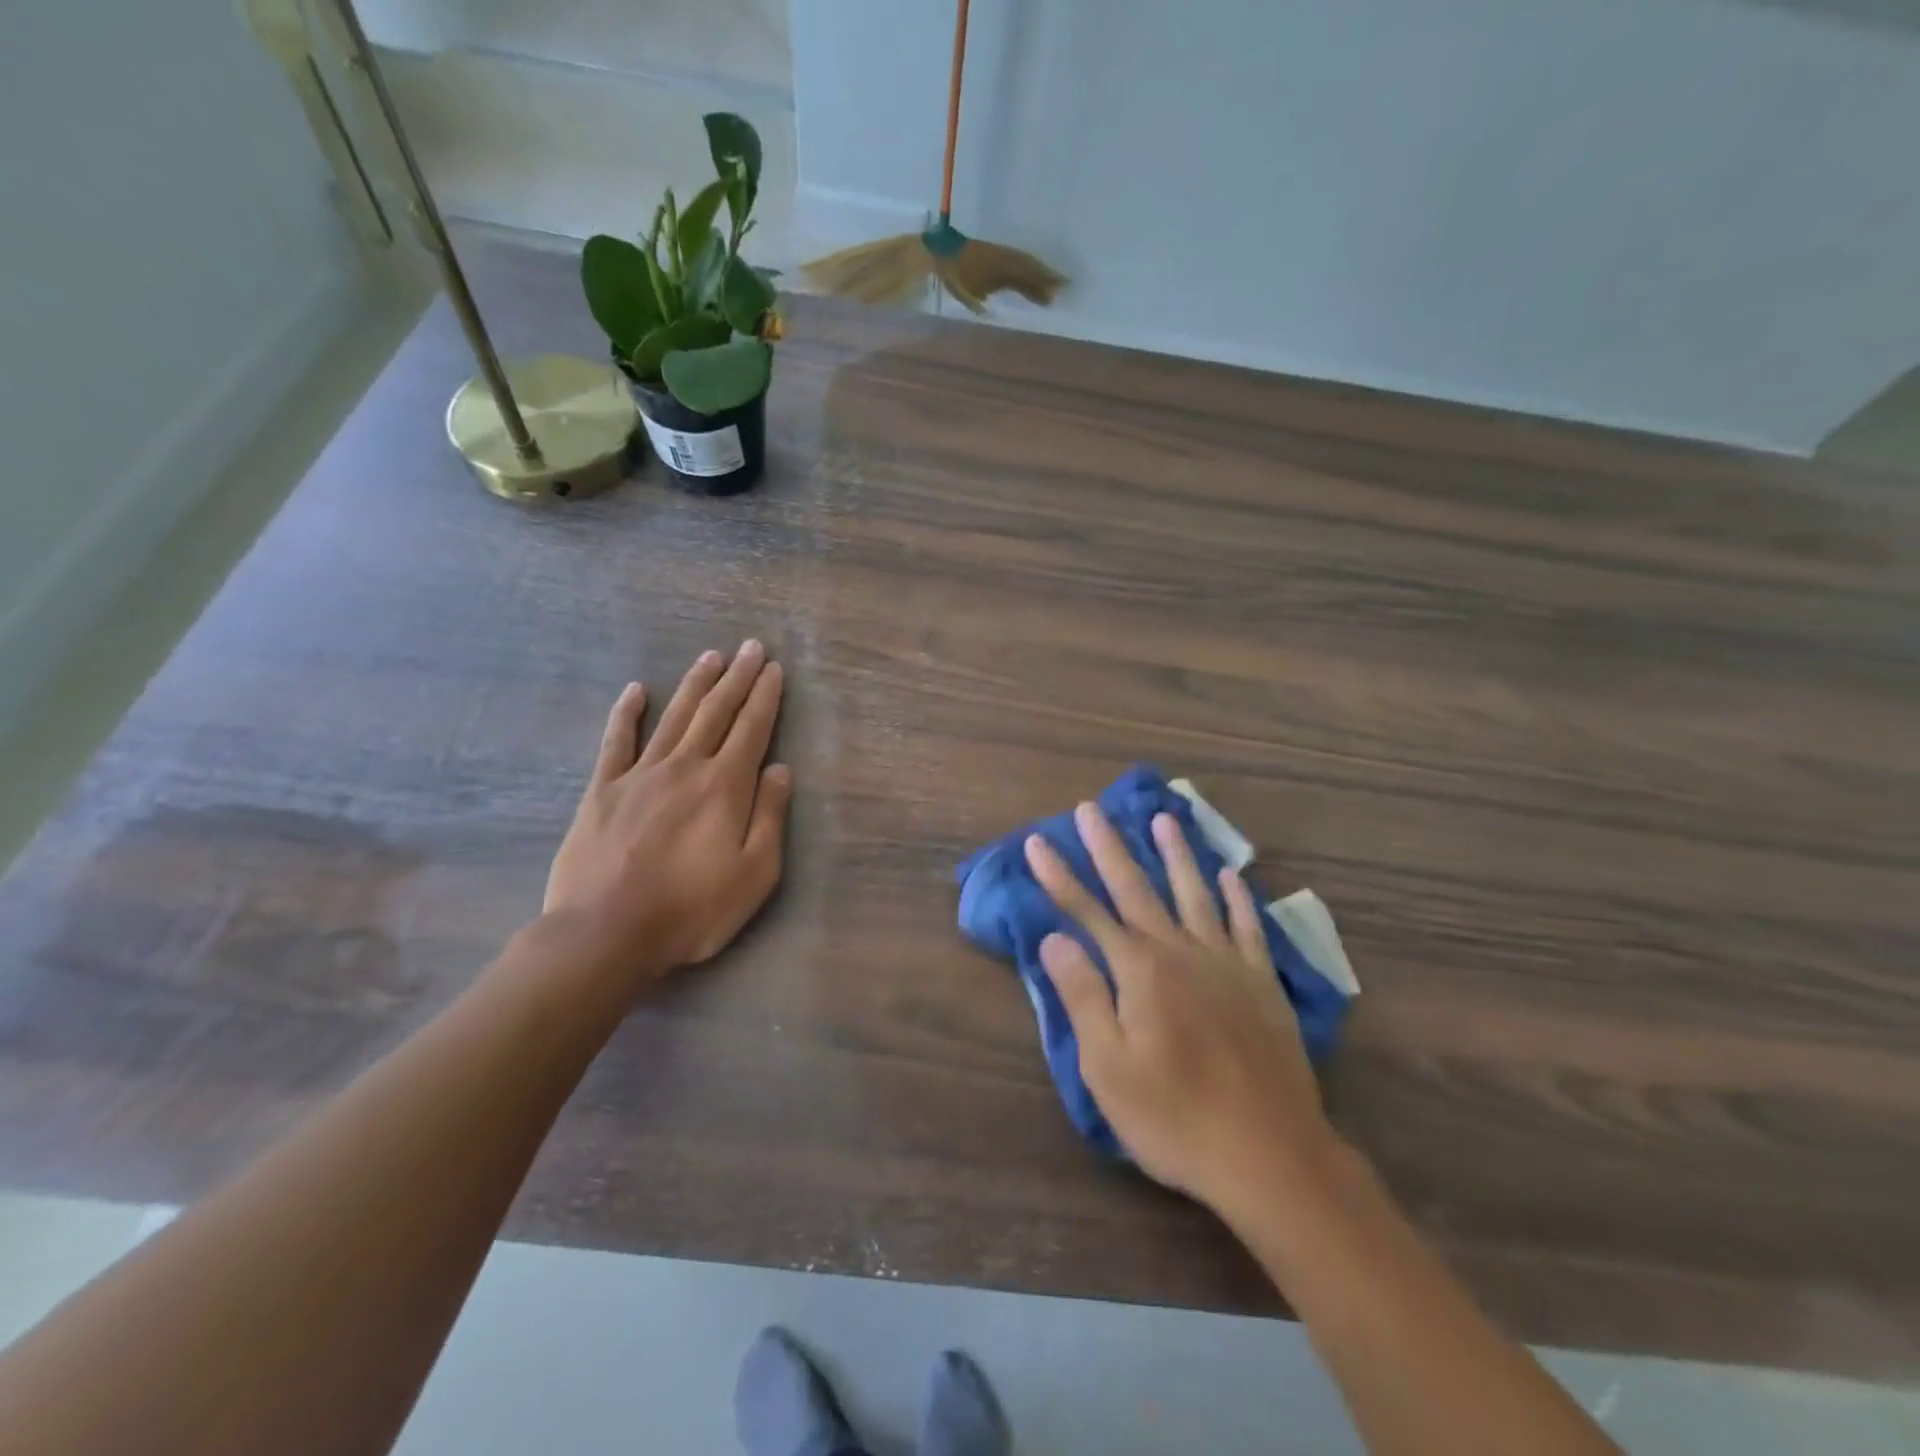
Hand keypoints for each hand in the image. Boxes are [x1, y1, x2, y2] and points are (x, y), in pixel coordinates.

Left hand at [543, 642, 792, 985]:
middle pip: (716, 712)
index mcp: (725, 786)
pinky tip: (635, 690)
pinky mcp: (603, 790)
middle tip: (751, 647)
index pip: (752, 729)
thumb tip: (781, 770)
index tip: (775, 669)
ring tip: (711, 656)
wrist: (605, 933)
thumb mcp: (755, 874)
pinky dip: (627, 713)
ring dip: (695, 684)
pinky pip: (617, 741)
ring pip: (674, 716)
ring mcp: (640, 774)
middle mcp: (686, 767)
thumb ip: (770, 817)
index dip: (766, 697)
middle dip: (738, 678)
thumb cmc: (691, 909)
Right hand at [1025, 803, 1339, 1216]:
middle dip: (1108, 848)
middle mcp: (1181, 952)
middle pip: (1137, 889)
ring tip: (1164, 819)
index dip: (1059, 877)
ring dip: (1176, 855)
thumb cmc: (1176, 1118)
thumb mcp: (1109, 1069)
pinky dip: (1238, 899)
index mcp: (1139, 971)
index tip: (1037, 842)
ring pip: (1196, 895)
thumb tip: (1055, 940)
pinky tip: (1231, 876)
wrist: (1271, 1155)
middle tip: (1090, 808)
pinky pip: (1249, 928)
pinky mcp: (1262, 984)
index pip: (1087, 912)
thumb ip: (1082, 997)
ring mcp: (1227, 964)